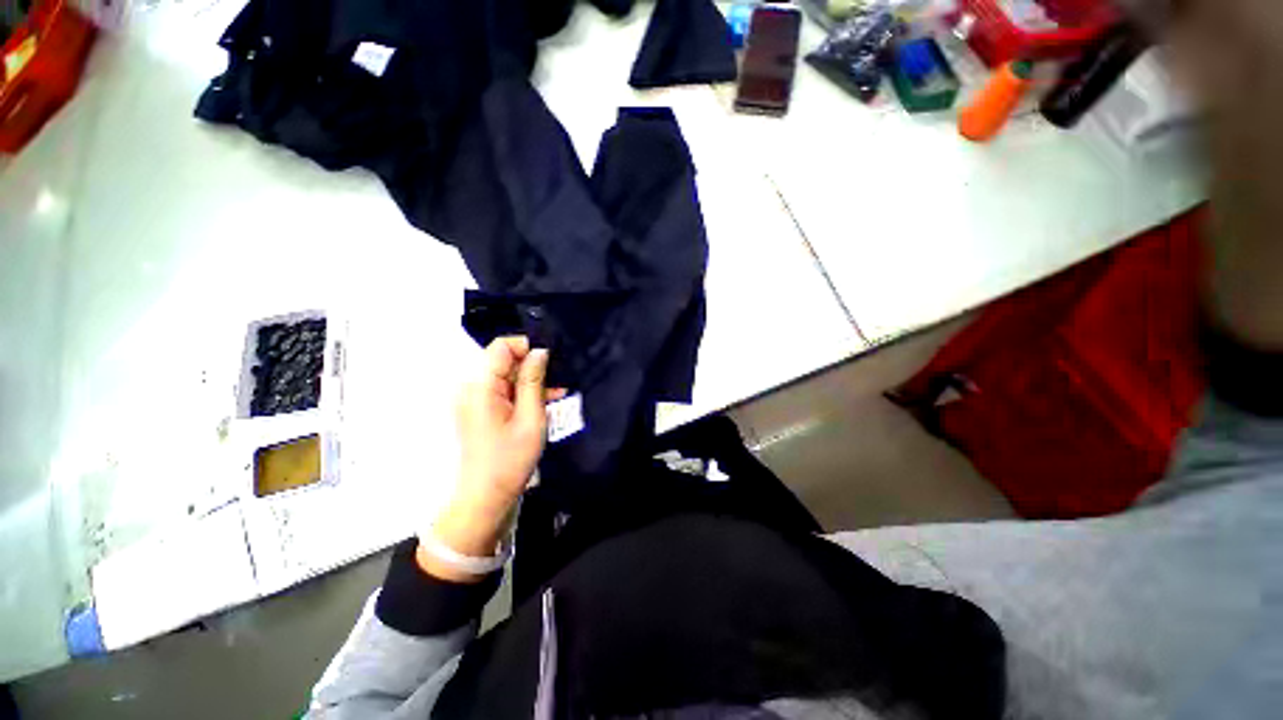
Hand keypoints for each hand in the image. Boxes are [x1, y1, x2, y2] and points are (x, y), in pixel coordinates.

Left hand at [419, 336, 562, 581]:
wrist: (486, 497)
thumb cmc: (510, 459)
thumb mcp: (530, 418)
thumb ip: (534, 381)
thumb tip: (540, 351)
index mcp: (480, 387)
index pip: (501, 347)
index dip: (527, 347)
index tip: (550, 360)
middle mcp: (473, 388)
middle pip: (504, 361)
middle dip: (533, 365)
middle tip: (559, 378)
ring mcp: (475, 399)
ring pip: (507, 376)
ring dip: (532, 381)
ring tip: (558, 392)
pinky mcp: (481, 410)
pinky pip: (505, 391)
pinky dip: (524, 392)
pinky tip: (547, 400)